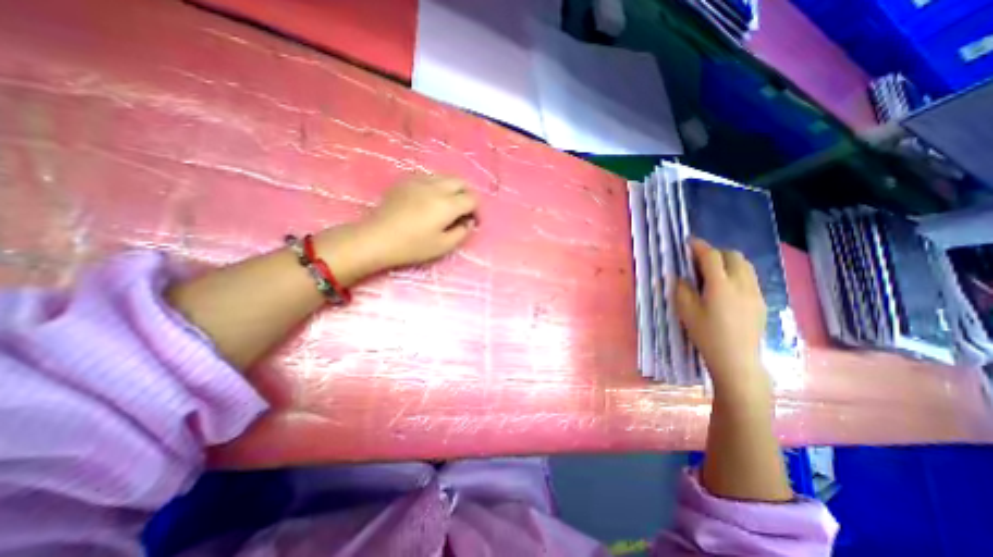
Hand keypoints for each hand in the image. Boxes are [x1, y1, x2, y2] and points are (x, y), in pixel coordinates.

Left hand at [354, 171, 479, 269]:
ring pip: (445, 176)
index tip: (473, 222)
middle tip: (465, 211)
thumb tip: (467, 222)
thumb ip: (462, 232)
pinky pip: (430, 177)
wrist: (377, 238)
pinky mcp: (406, 181)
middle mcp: (436, 187)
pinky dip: (438, 185)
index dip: (477, 210)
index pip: (472, 199)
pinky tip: (431, 200)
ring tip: (449, 204)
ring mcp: (419, 180)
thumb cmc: (412, 246)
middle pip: (461, 182)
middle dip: (468, 195)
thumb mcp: (443, 246)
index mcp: (447, 204)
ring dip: (454, 188)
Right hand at [675, 237, 765, 398]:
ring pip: (745, 265)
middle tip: (700, 261)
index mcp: (720, 285)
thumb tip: (681, 277)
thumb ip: (682, 289)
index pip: (711, 256)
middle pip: (733, 256)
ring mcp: (755, 292)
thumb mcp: (686, 312)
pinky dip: (738, 274)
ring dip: (728, 262)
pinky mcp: (762, 302)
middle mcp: (741, 284)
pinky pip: (750, 278)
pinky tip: (727, 288)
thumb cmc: (707, 335)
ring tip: (714, 272)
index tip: (689, 243)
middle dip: (715, 252)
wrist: (737, 359)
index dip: (699, 247)